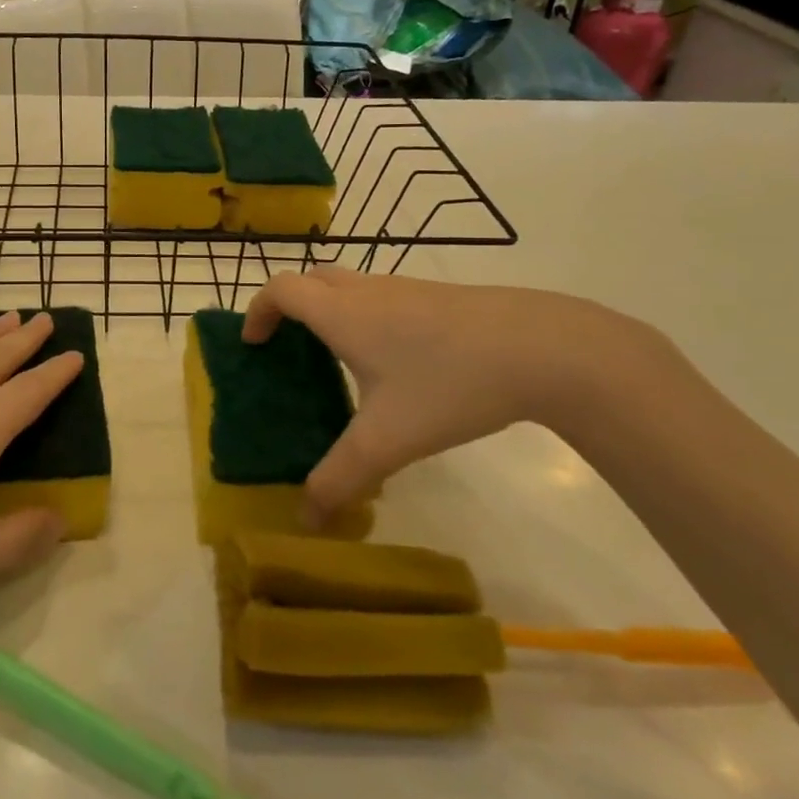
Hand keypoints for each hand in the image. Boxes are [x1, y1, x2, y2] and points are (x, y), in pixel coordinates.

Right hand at [242, 269, 649, 523]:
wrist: (544, 347)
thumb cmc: (450, 384)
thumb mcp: (387, 440)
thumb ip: (340, 479)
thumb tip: (305, 518)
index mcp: (342, 313)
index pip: (281, 289)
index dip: (258, 311)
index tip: (254, 344)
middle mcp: (367, 291)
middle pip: (311, 280)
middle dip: (290, 307)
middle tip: (289, 349)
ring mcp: (406, 288)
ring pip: (350, 286)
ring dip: (329, 311)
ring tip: (338, 362)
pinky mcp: (438, 297)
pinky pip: (382, 297)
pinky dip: (365, 317)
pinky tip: (396, 365)